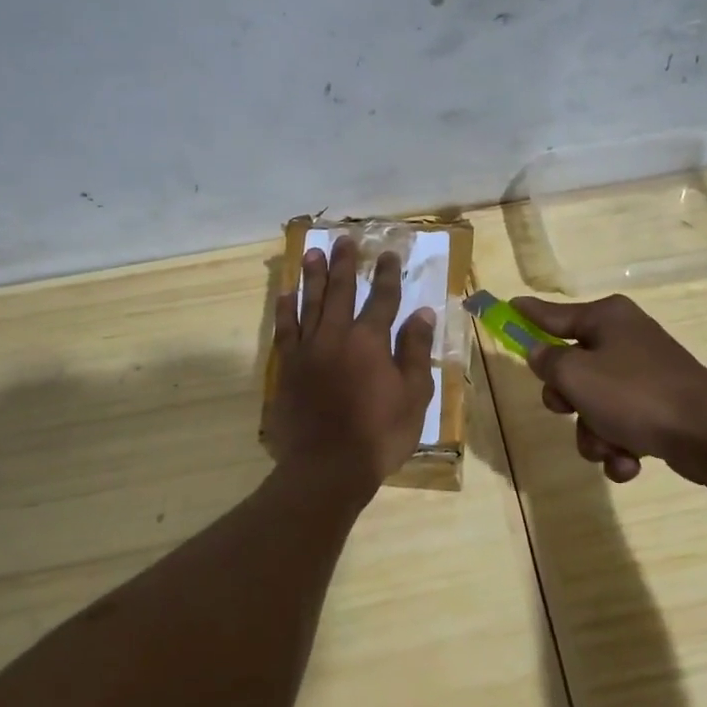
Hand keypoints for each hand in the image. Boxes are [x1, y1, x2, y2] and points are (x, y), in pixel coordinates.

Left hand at [268, 237, 436, 487]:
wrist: (327, 466)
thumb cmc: (379, 435)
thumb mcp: (413, 396)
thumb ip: (415, 351)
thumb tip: (422, 313)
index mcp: (370, 341)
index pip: (382, 299)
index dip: (388, 276)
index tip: (389, 254)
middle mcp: (336, 335)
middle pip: (341, 291)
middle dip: (346, 264)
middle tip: (345, 240)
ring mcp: (308, 349)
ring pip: (309, 303)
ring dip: (312, 276)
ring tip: (312, 252)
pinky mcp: (287, 367)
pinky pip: (284, 329)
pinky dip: (285, 309)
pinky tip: (285, 293)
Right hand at [514, 293, 706, 484]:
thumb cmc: (635, 394)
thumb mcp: (576, 375)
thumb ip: (548, 362)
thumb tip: (540, 353)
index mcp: (607, 318)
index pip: (553, 314)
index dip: (528, 315)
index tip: (508, 307)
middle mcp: (625, 339)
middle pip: (571, 368)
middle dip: (568, 401)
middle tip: (572, 408)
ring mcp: (644, 375)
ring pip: (594, 405)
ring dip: (593, 434)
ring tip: (610, 448)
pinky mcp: (659, 408)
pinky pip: (621, 426)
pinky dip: (619, 447)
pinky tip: (629, 462)